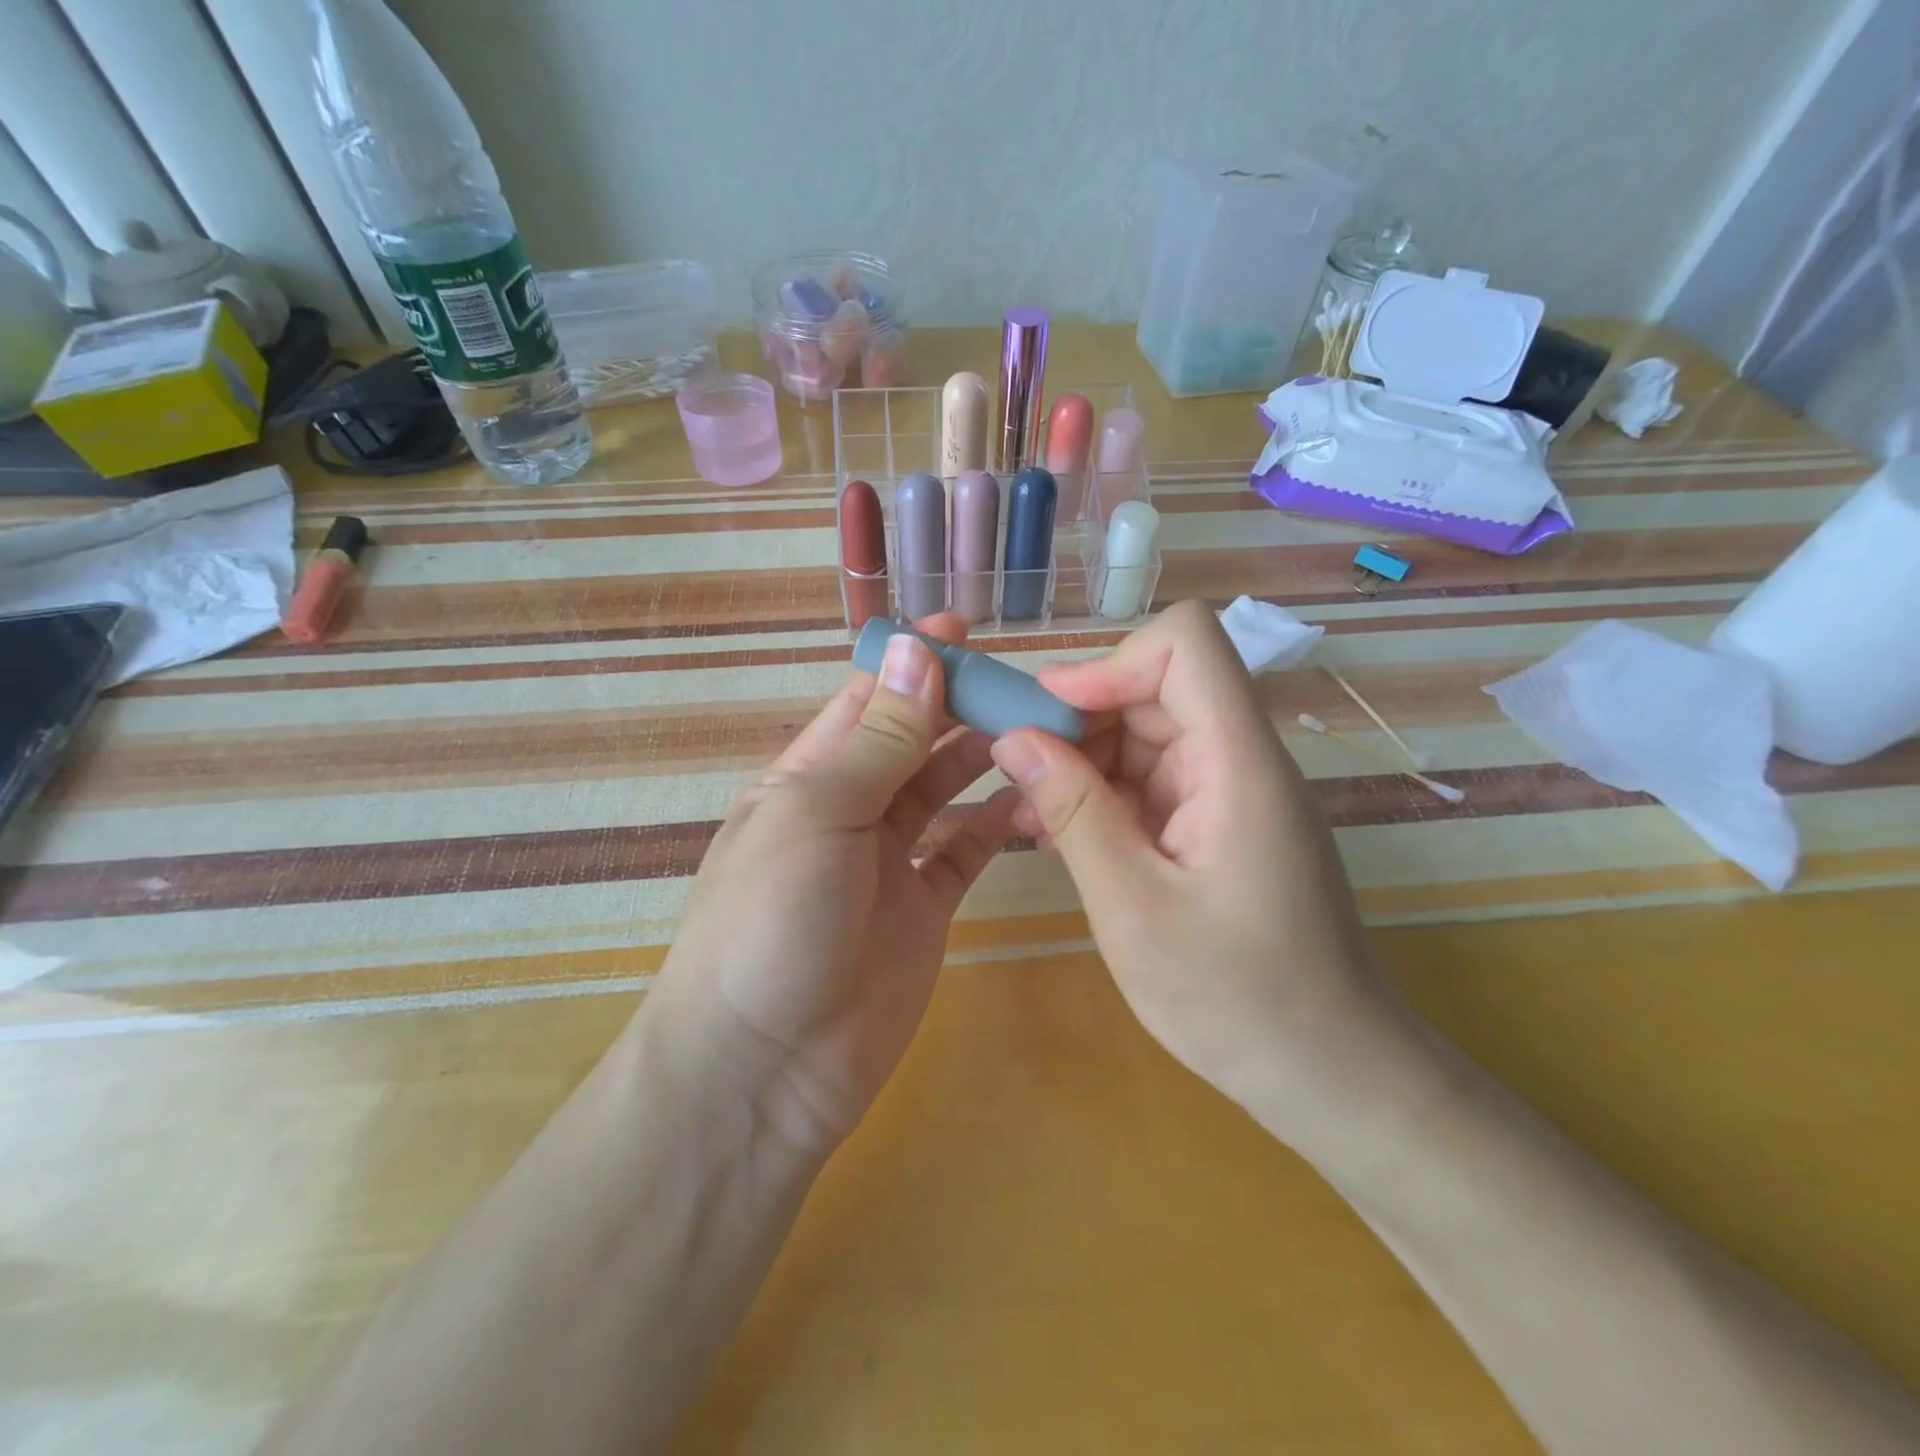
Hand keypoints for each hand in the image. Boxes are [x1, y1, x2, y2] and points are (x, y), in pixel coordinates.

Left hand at [642, 615, 1017, 1159]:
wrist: (763, 1068)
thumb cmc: (772, 921)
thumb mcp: (818, 814)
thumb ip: (877, 740)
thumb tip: (911, 651)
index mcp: (806, 778)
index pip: (865, 701)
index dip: (910, 662)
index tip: (965, 630)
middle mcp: (847, 812)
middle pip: (910, 742)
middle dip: (957, 707)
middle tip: (1021, 683)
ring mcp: (888, 864)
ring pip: (943, 792)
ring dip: (981, 758)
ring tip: (1035, 730)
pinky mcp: (924, 910)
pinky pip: (965, 853)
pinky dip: (995, 824)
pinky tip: (1030, 797)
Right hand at [988, 601, 1395, 1121]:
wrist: (1330, 1074)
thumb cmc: (1236, 1000)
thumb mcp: (1132, 907)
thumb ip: (1073, 812)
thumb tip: (1014, 740)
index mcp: (1238, 764)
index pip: (1187, 645)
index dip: (1111, 662)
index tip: (1051, 716)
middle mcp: (1242, 760)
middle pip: (1157, 689)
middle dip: (1082, 720)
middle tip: (1020, 776)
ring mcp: (1234, 792)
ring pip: (1149, 735)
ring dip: (1086, 763)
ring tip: (1035, 818)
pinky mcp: (1222, 824)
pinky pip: (1156, 782)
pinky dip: (1107, 797)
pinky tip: (1066, 838)